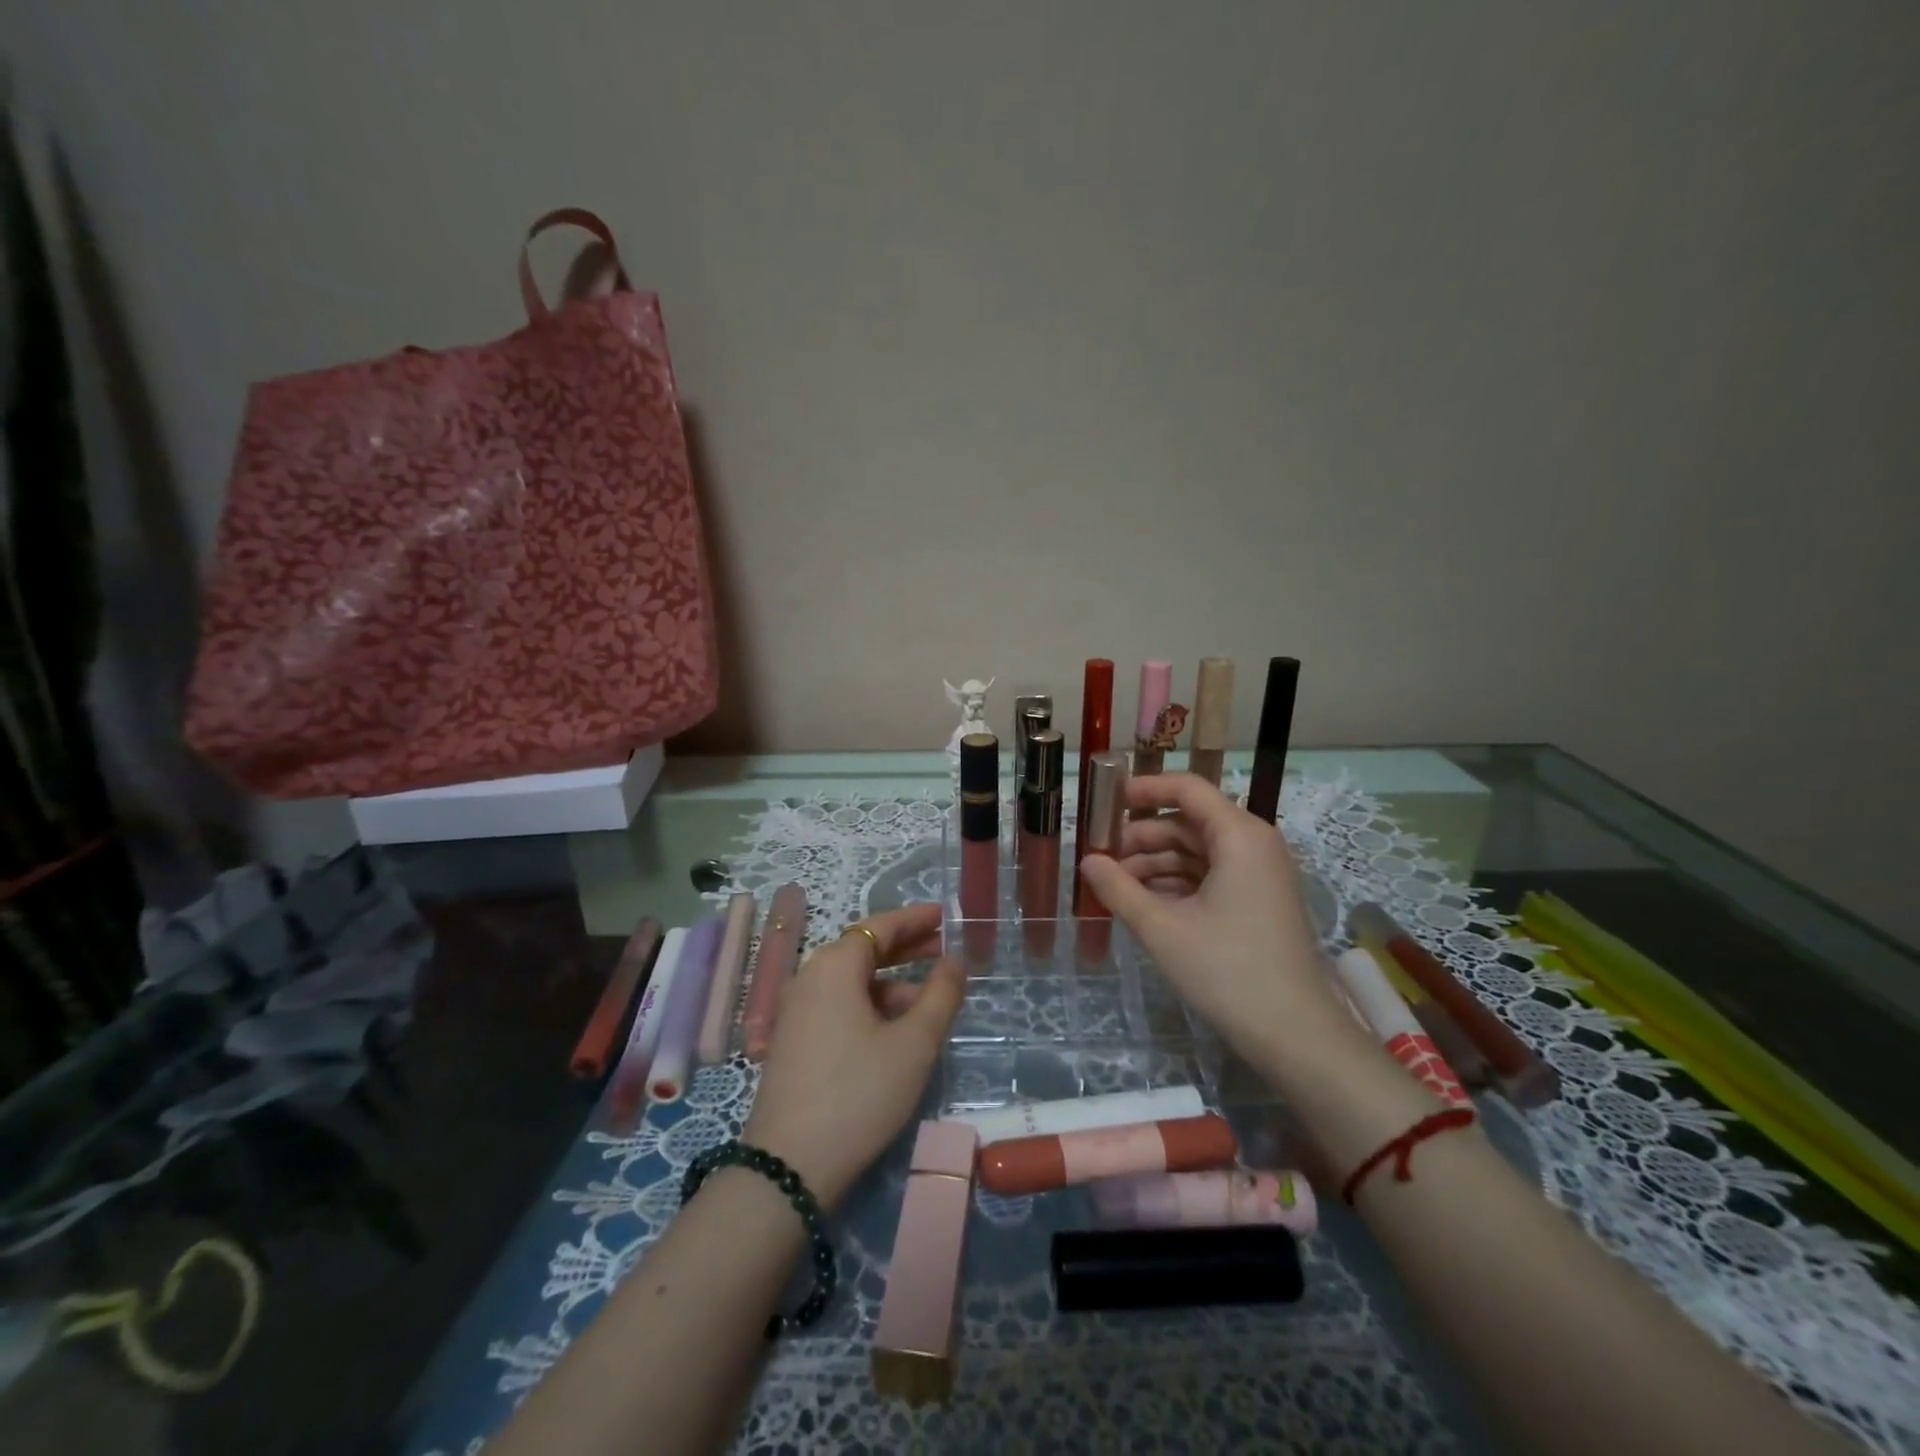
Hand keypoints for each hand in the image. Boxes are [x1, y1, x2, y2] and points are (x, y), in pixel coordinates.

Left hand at [743, 903, 963, 1208]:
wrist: (789, 1167)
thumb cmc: (859, 1092)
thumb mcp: (914, 1043)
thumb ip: (940, 995)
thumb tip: (955, 960)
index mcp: (834, 966)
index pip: (879, 926)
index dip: (914, 919)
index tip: (944, 915)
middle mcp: (809, 977)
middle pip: (863, 950)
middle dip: (905, 948)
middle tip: (943, 948)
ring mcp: (796, 1011)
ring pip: (851, 982)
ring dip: (890, 983)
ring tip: (928, 1001)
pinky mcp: (793, 1041)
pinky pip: (837, 1006)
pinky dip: (869, 1006)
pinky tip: (894, 1030)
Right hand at [1079, 774, 1356, 1077]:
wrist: (1295, 1035)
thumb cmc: (1227, 971)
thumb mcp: (1162, 928)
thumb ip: (1118, 888)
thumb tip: (1086, 860)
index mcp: (1239, 835)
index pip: (1186, 789)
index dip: (1143, 789)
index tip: (1104, 802)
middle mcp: (1253, 844)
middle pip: (1188, 822)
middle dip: (1142, 837)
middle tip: (1100, 858)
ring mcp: (1259, 874)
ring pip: (1197, 851)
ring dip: (1155, 864)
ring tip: (1115, 887)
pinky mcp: (1257, 901)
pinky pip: (1210, 876)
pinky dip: (1176, 884)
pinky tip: (1144, 904)